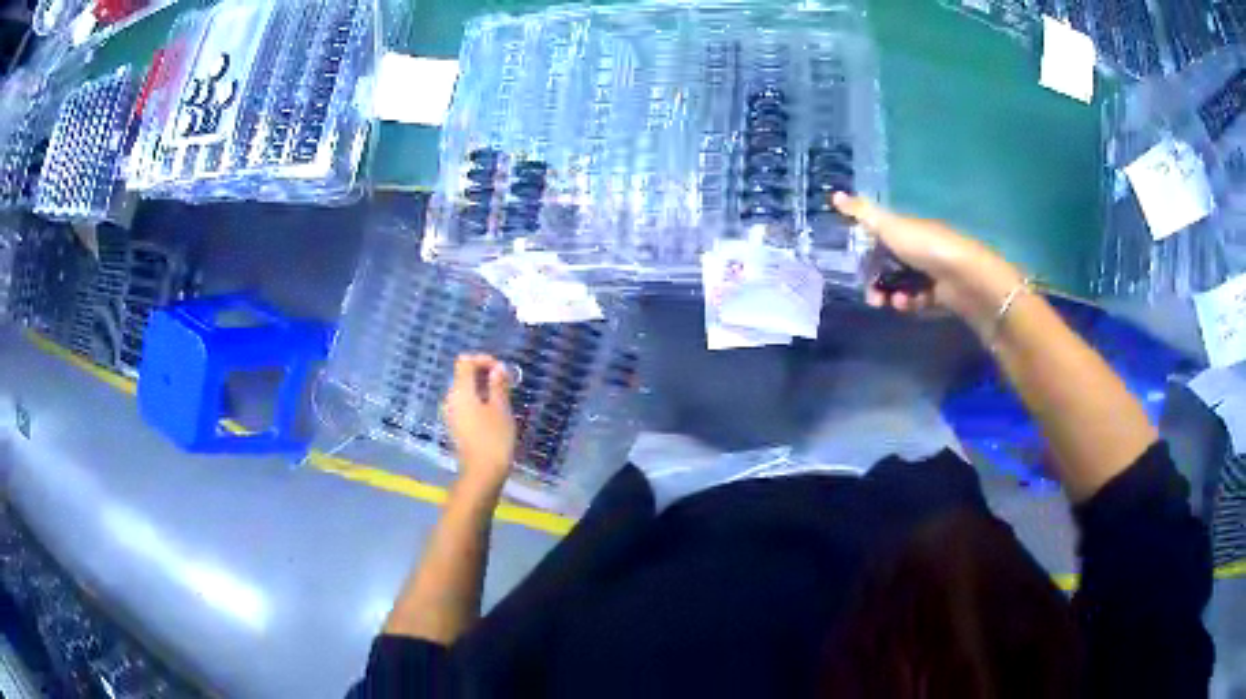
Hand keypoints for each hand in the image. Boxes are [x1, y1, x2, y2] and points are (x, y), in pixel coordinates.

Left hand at [443, 354, 516, 495]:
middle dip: (484, 375)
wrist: (482, 473)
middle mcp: (450, 398)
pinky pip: (464, 405)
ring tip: (502, 400)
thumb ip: (498, 385)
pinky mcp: (454, 426)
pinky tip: (493, 415)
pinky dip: (478, 403)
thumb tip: (497, 368)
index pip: (465, 361)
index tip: (502, 371)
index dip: (483, 360)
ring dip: (482, 389)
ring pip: (465, 391)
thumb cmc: (494, 438)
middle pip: (463, 375)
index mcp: (460, 390)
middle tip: (506, 386)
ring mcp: (450, 413)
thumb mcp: (501, 408)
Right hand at [832, 193, 1025, 329]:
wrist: (965, 276)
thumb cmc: (925, 246)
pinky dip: (910, 303)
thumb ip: (863, 213)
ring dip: (892, 295)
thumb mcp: (889, 226)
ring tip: (890, 302)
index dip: (868, 253)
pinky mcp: (942, 296)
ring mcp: (932, 273)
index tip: (855, 267)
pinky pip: (919, 301)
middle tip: (871, 295)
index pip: (883, 239)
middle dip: (877, 282)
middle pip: (891, 267)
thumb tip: (834, 194)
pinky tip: (908, 304)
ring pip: (903, 286)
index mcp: (909, 229)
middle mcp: (921, 249)